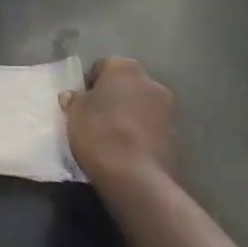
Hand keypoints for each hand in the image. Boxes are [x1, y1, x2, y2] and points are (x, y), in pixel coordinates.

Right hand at [60, 57, 176, 189]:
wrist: (136, 179)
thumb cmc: (100, 134)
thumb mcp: (75, 114)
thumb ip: (74, 100)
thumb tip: (71, 95)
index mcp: (125, 67)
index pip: (102, 67)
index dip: (89, 85)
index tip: (81, 104)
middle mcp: (150, 82)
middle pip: (125, 85)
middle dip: (113, 98)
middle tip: (96, 119)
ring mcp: (167, 110)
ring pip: (141, 107)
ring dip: (129, 116)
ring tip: (112, 139)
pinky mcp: (176, 138)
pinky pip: (151, 129)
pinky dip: (141, 135)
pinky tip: (128, 152)